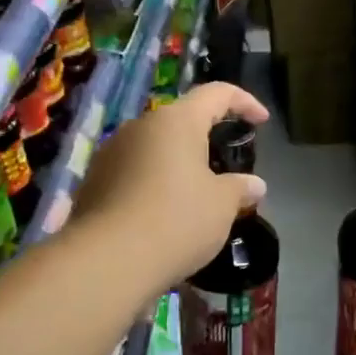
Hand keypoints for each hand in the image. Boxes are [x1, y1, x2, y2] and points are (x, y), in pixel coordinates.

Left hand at [72, 81, 269, 290]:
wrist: (107, 261)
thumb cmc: (177, 220)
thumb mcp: (222, 205)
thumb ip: (240, 188)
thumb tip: (255, 184)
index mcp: (177, 121)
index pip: (216, 93)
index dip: (244, 102)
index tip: (261, 121)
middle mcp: (140, 126)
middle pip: (181, 120)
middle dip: (206, 137)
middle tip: (227, 164)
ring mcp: (111, 153)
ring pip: (155, 147)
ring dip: (178, 163)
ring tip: (196, 194)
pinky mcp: (94, 181)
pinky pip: (134, 172)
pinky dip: (154, 183)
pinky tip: (165, 214)